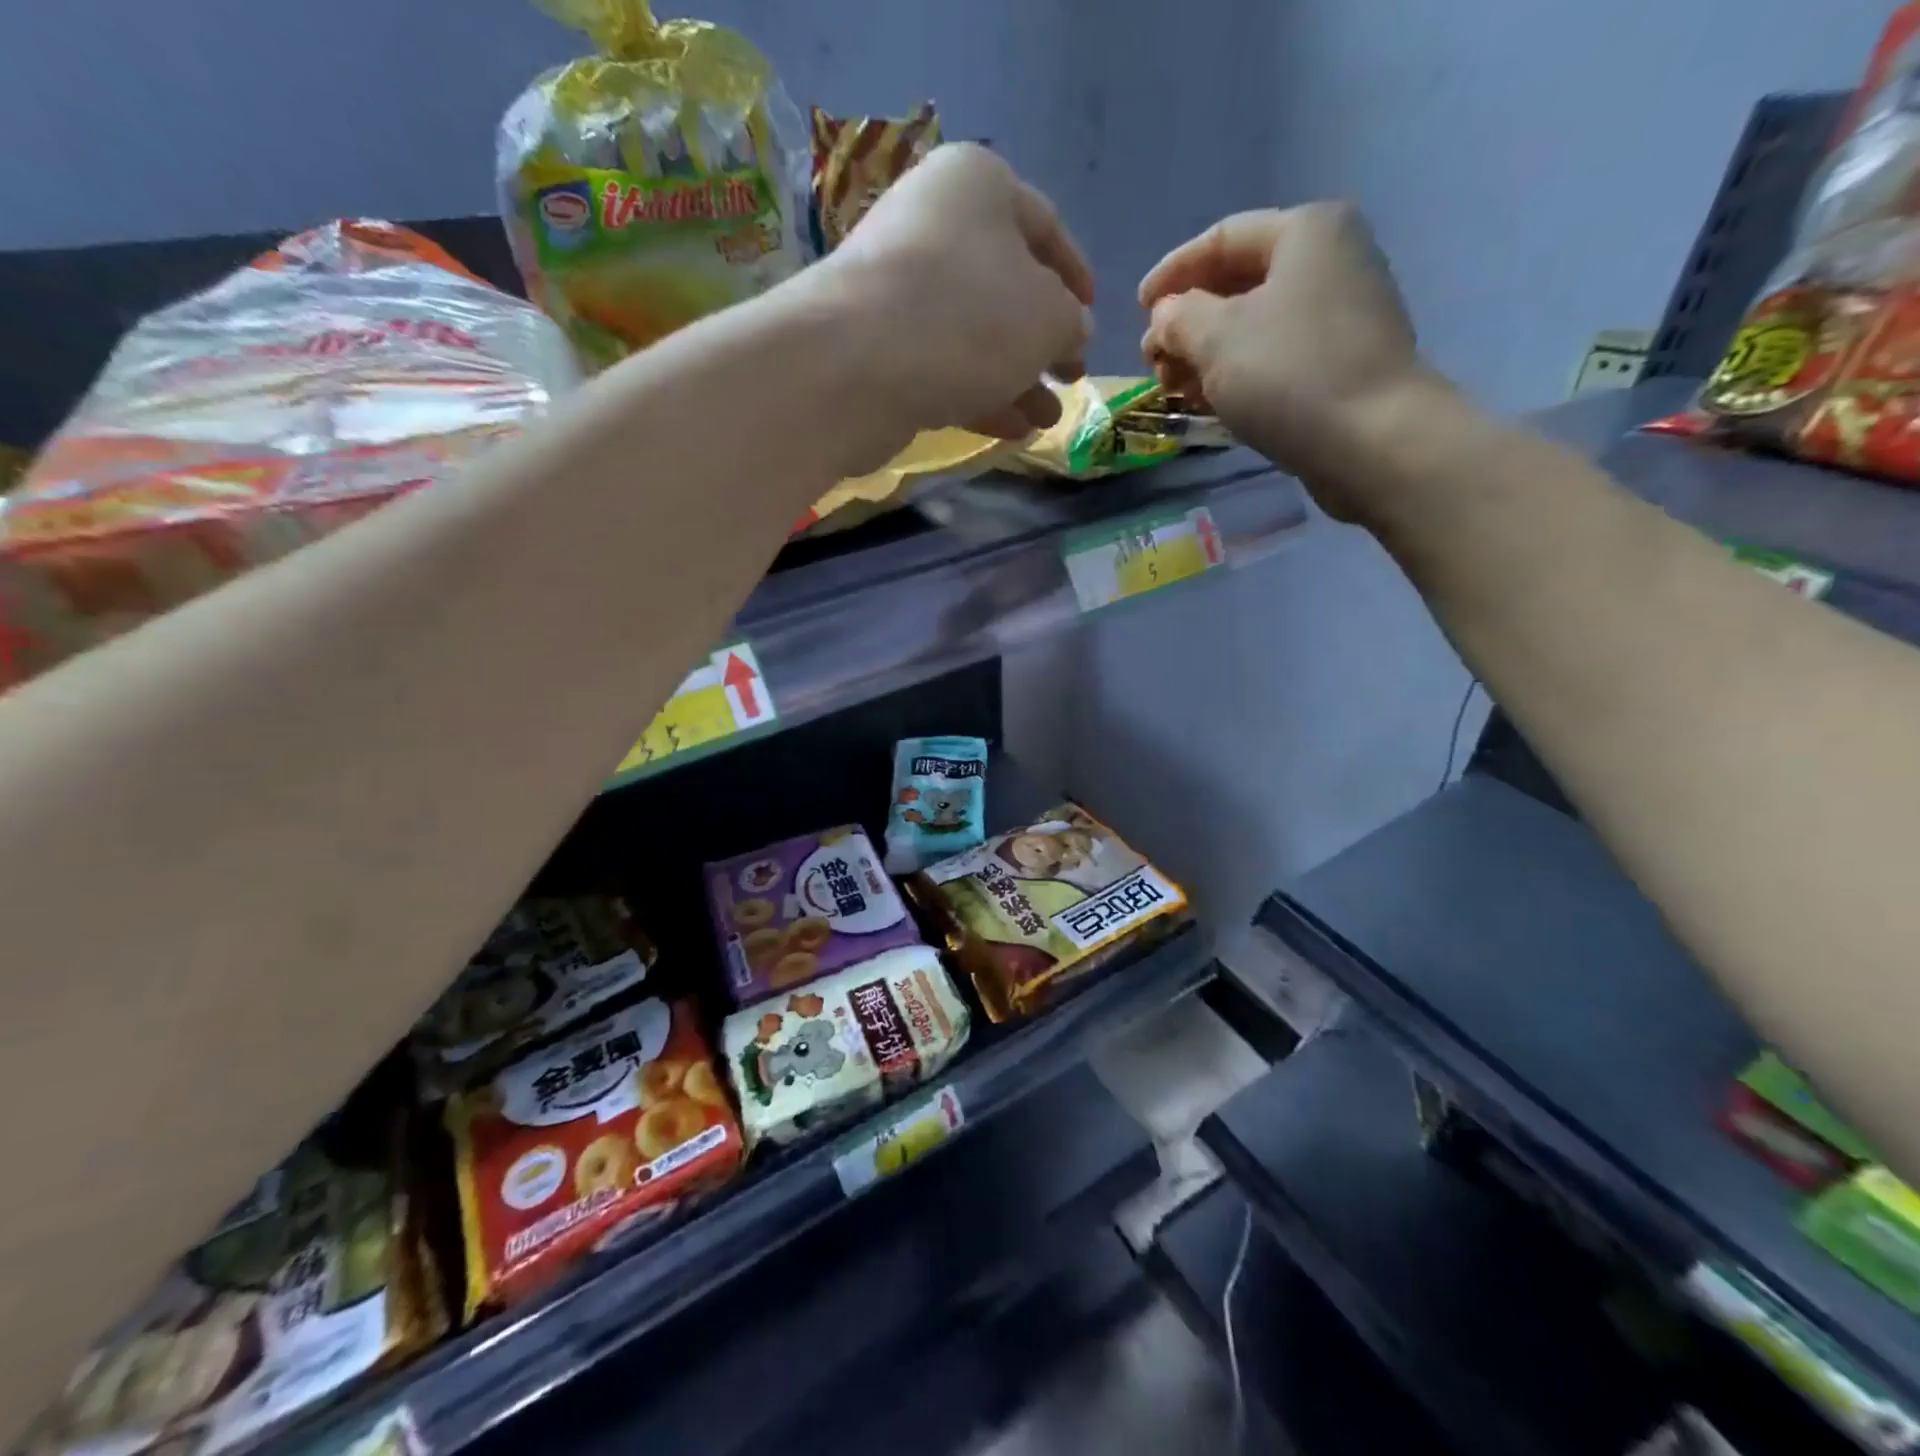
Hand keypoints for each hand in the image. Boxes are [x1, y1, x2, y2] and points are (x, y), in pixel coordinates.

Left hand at [822, 143, 1093, 441]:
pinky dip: (980, 394)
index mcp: (977, 186)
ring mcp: (899, 289)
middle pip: (1007, 286)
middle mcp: (933, 225)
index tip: (1093, 314)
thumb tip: (1071, 331)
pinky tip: (1011, 430)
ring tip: (1047, 419)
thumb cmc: (968, 319)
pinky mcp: (879, 346)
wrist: (854, 368)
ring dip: (1018, 378)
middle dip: (1045, 341)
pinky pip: (943, 365)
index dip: (1075, 274)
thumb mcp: (1048, 318)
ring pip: (976, 335)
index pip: (1044, 224)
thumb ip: (1071, 323)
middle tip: (1071, 378)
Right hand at [1139, 204, 1443, 517]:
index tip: (1137, 310)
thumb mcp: (1216, 339)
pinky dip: (1236, 375)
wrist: (1371, 441)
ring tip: (1174, 389)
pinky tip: (1209, 402)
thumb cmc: (1289, 374)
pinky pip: (1275, 357)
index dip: (1172, 273)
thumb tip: (1166, 317)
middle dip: (1188, 323)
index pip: (1222, 238)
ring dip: (1206, 355)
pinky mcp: (1341, 362)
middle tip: (1154, 362)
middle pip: (1238, 284)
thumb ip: (1178, 318)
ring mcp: (1340, 314)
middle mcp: (1329, 261)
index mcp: (1305, 232)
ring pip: (1254, 326)